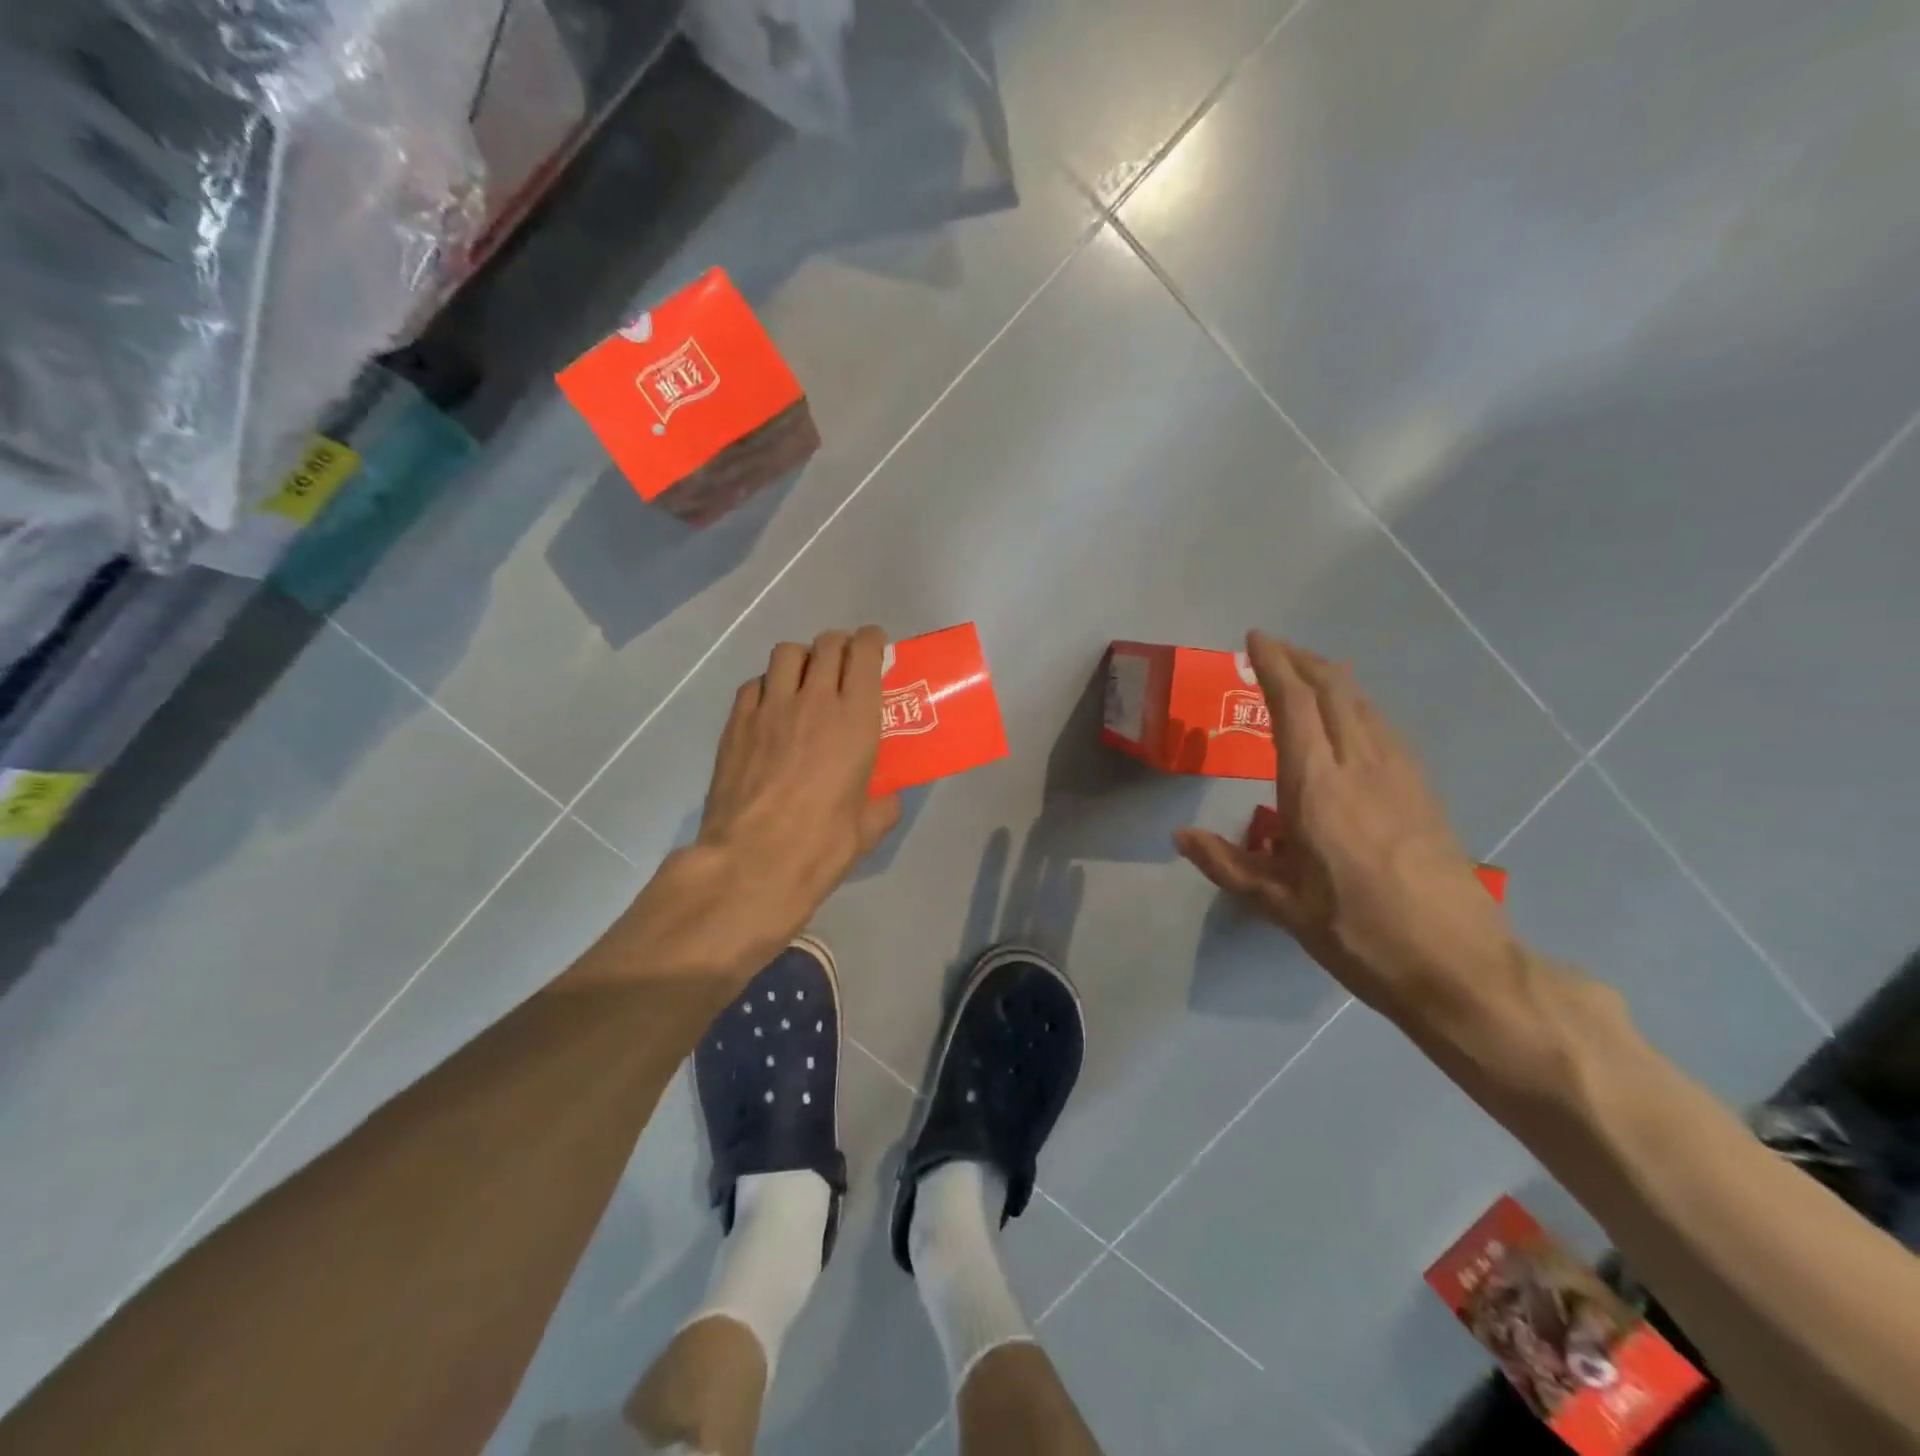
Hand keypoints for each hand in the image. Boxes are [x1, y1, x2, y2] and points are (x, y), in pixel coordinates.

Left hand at [696, 626, 901, 943]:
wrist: (751, 863)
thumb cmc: (820, 846)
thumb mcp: (868, 828)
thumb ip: (883, 804)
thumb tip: (886, 798)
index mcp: (856, 719)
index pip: (865, 652)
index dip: (872, 641)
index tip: (875, 649)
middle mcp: (815, 700)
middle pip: (827, 643)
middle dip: (840, 646)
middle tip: (844, 668)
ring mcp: (770, 707)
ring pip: (787, 653)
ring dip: (803, 659)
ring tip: (804, 683)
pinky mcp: (736, 723)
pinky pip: (755, 683)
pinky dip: (768, 686)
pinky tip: (770, 711)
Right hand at [1174, 632, 1519, 1030]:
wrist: (1458, 964)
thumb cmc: (1357, 933)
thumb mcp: (1280, 904)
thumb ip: (1227, 863)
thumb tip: (1181, 836)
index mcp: (1317, 788)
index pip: (1294, 705)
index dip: (1273, 666)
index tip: (1255, 640)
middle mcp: (1360, 766)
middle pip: (1334, 690)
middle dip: (1302, 660)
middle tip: (1274, 650)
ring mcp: (1399, 774)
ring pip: (1363, 703)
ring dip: (1332, 678)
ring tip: (1306, 674)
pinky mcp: (1423, 790)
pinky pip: (1383, 727)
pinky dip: (1357, 705)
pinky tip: (1351, 721)